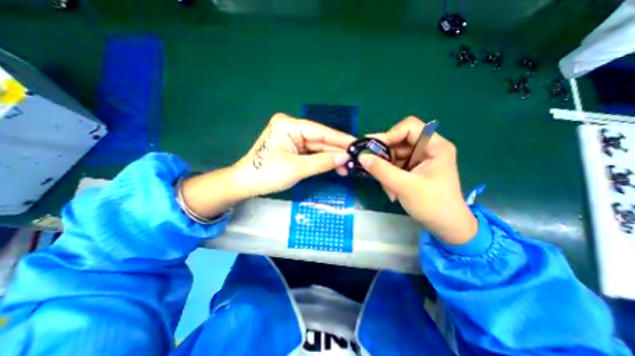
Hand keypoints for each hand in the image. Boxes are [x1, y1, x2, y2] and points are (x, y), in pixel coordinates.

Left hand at [232, 112, 354, 193]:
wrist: (246, 183)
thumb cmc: (267, 174)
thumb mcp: (297, 168)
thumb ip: (323, 162)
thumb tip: (345, 157)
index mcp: (289, 125)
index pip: (320, 131)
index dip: (340, 139)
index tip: (357, 145)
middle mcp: (291, 127)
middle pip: (320, 139)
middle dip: (336, 151)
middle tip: (354, 160)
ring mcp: (292, 137)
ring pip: (317, 147)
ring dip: (330, 157)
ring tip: (346, 167)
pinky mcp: (292, 147)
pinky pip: (311, 152)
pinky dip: (322, 160)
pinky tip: (334, 166)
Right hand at [362, 116, 476, 244]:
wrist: (446, 226)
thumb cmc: (432, 205)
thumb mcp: (405, 187)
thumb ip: (382, 170)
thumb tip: (361, 156)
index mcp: (435, 146)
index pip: (409, 127)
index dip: (390, 134)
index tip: (374, 149)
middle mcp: (427, 148)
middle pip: (398, 141)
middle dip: (384, 156)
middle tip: (370, 167)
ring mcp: (419, 159)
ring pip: (393, 154)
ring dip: (385, 169)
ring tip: (386, 187)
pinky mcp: (412, 169)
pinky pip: (394, 165)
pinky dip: (388, 175)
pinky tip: (390, 189)